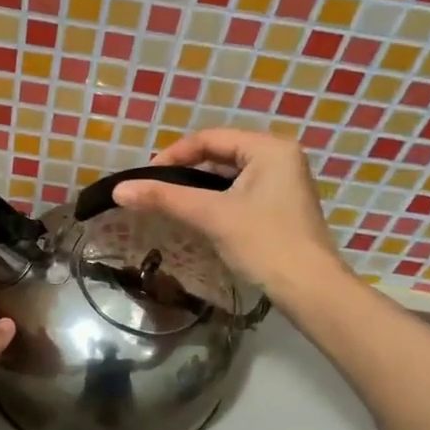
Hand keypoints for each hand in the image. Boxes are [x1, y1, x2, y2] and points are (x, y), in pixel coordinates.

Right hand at [112, 129, 342, 298]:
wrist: (310, 290)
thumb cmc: (264, 243)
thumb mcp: (211, 216)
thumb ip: (164, 198)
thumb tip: (118, 190)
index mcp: (269, 147)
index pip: (210, 139)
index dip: (173, 155)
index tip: (145, 178)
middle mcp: (281, 156)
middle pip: (221, 155)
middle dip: (186, 172)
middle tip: (156, 192)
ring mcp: (285, 182)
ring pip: (230, 176)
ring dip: (200, 188)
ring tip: (171, 205)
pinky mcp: (282, 206)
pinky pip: (242, 192)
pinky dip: (218, 201)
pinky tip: (199, 218)